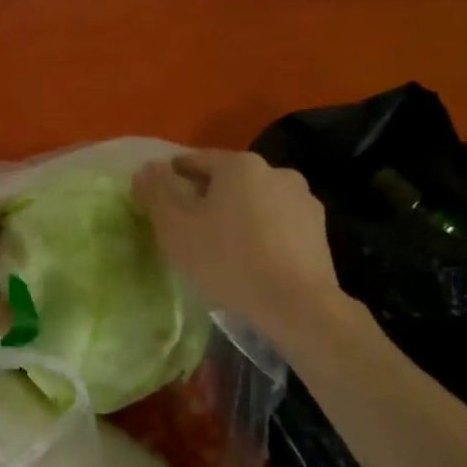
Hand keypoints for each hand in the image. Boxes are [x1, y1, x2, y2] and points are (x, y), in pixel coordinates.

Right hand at [132, 150, 347, 333]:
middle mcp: (276, 171)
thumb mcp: (175, 227)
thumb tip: (146, 168)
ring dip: (238, 215)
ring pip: (256, 201)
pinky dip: (262, 234)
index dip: (172, 177)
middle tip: (188, 226)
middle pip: (228, 180)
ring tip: (222, 246)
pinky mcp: (319, 231)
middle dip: (207, 197)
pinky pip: (278, 224)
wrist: (297, 305)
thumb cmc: (228, 260)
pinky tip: (252, 259)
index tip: (160, 200)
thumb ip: (156, 192)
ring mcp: (303, 200)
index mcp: (239, 164)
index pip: (195, 160)